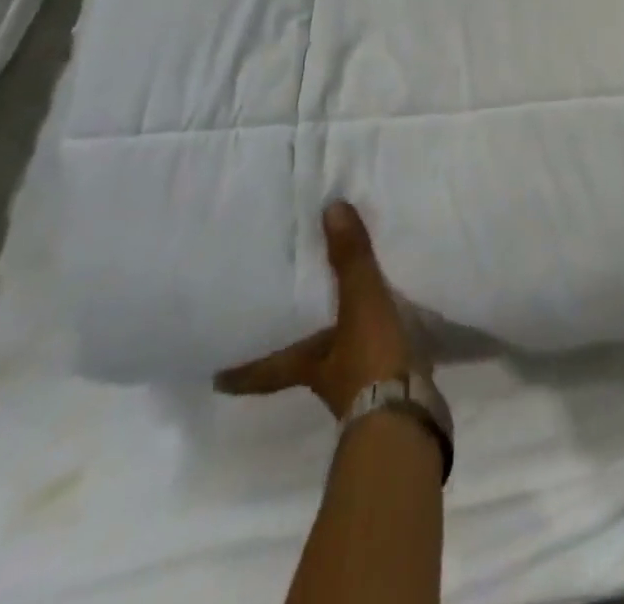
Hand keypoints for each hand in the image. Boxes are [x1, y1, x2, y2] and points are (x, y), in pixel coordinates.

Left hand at [215, 201, 418, 418]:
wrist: (409, 415)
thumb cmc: (369, 361)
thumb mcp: (360, 303)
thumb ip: (349, 259)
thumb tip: (330, 209)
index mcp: (305, 363)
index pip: (262, 367)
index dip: (240, 368)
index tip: (214, 370)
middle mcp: (323, 377)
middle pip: (297, 362)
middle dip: (292, 347)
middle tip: (283, 322)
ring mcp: (356, 387)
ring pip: (336, 360)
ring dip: (336, 343)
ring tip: (342, 316)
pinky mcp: (388, 386)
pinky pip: (373, 359)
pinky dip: (375, 346)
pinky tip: (388, 328)